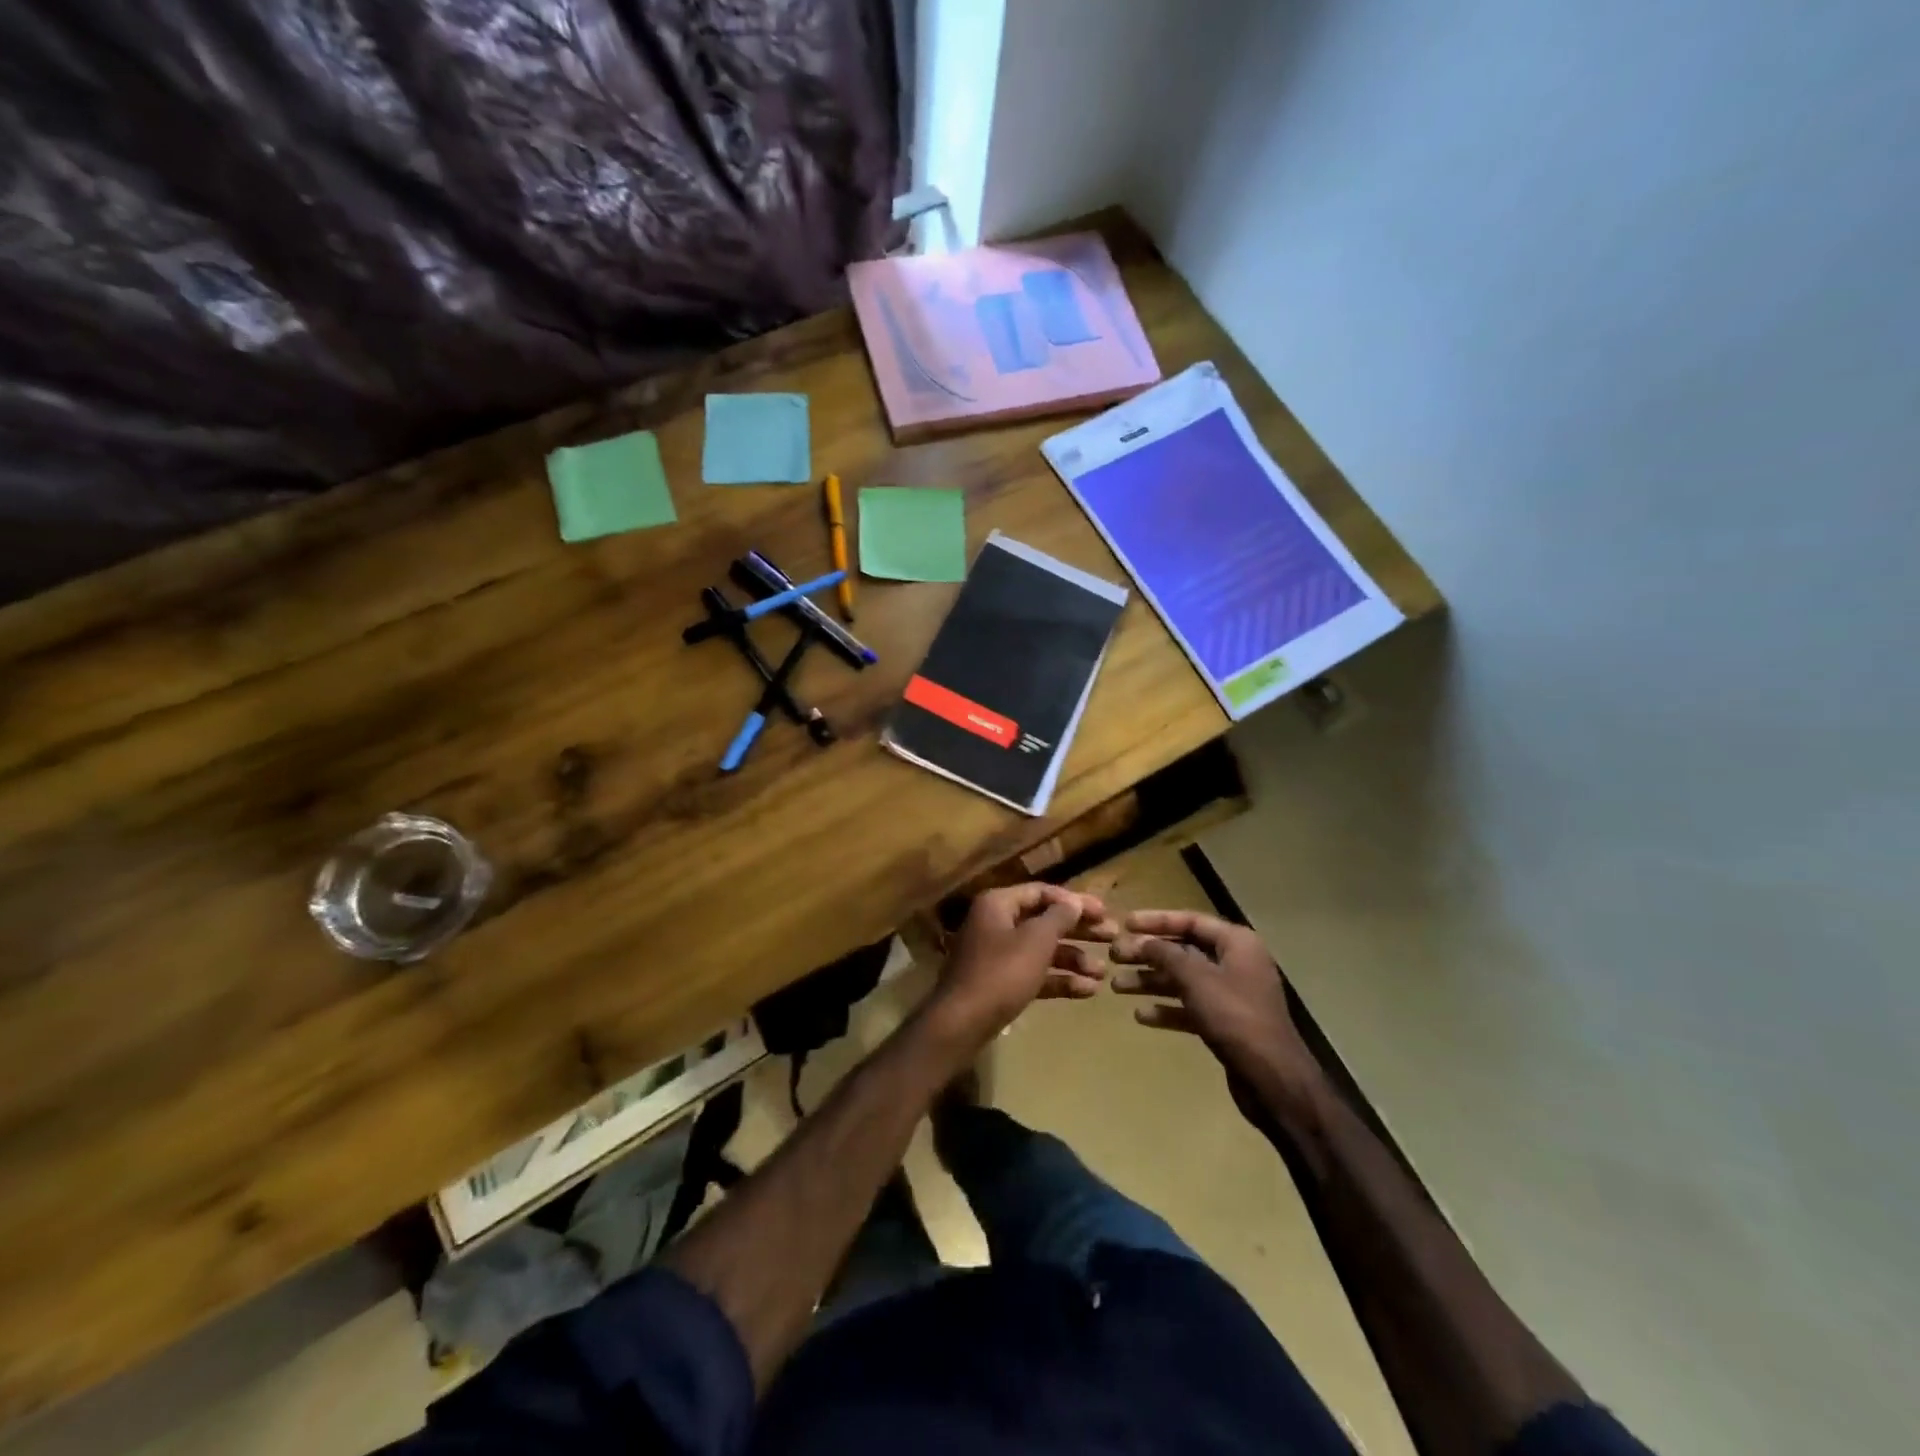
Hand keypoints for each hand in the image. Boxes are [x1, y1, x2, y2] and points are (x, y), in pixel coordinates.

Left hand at [932, 883, 1113, 1040]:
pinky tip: (1087, 992)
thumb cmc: (1001, 973)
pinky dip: (1058, 980)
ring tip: (1103, 973)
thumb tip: (1074, 902)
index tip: (1105, 913)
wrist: (961, 1024)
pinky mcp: (1000, 983)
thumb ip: (1059, 918)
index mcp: (999, 904)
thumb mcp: (1035, 941)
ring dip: (1074, 959)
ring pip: (1042, 950)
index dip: (1075, 901)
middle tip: (1112, 938)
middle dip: (1079, 931)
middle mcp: (996, 923)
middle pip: (1044, 921)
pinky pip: (1034, 974)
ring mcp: (997, 954)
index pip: (1042, 892)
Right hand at [1103, 910, 1323, 1129]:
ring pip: (1183, 980)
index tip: (1125, 924)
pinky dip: (1167, 1009)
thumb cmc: (1235, 1016)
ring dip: (1151, 982)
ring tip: (1116, 986)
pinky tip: (1141, 1016)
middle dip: (1148, 954)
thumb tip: (1144, 941)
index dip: (1156, 920)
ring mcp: (1231, 994)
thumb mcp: (1196, 978)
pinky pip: (1190, 1007)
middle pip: (1183, 950)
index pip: (1190, 921)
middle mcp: (1235, 963)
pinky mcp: (1226, 1022)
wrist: (1272, 1078)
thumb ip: (1166, 954)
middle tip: (1115, 957)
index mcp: (1236, 943)